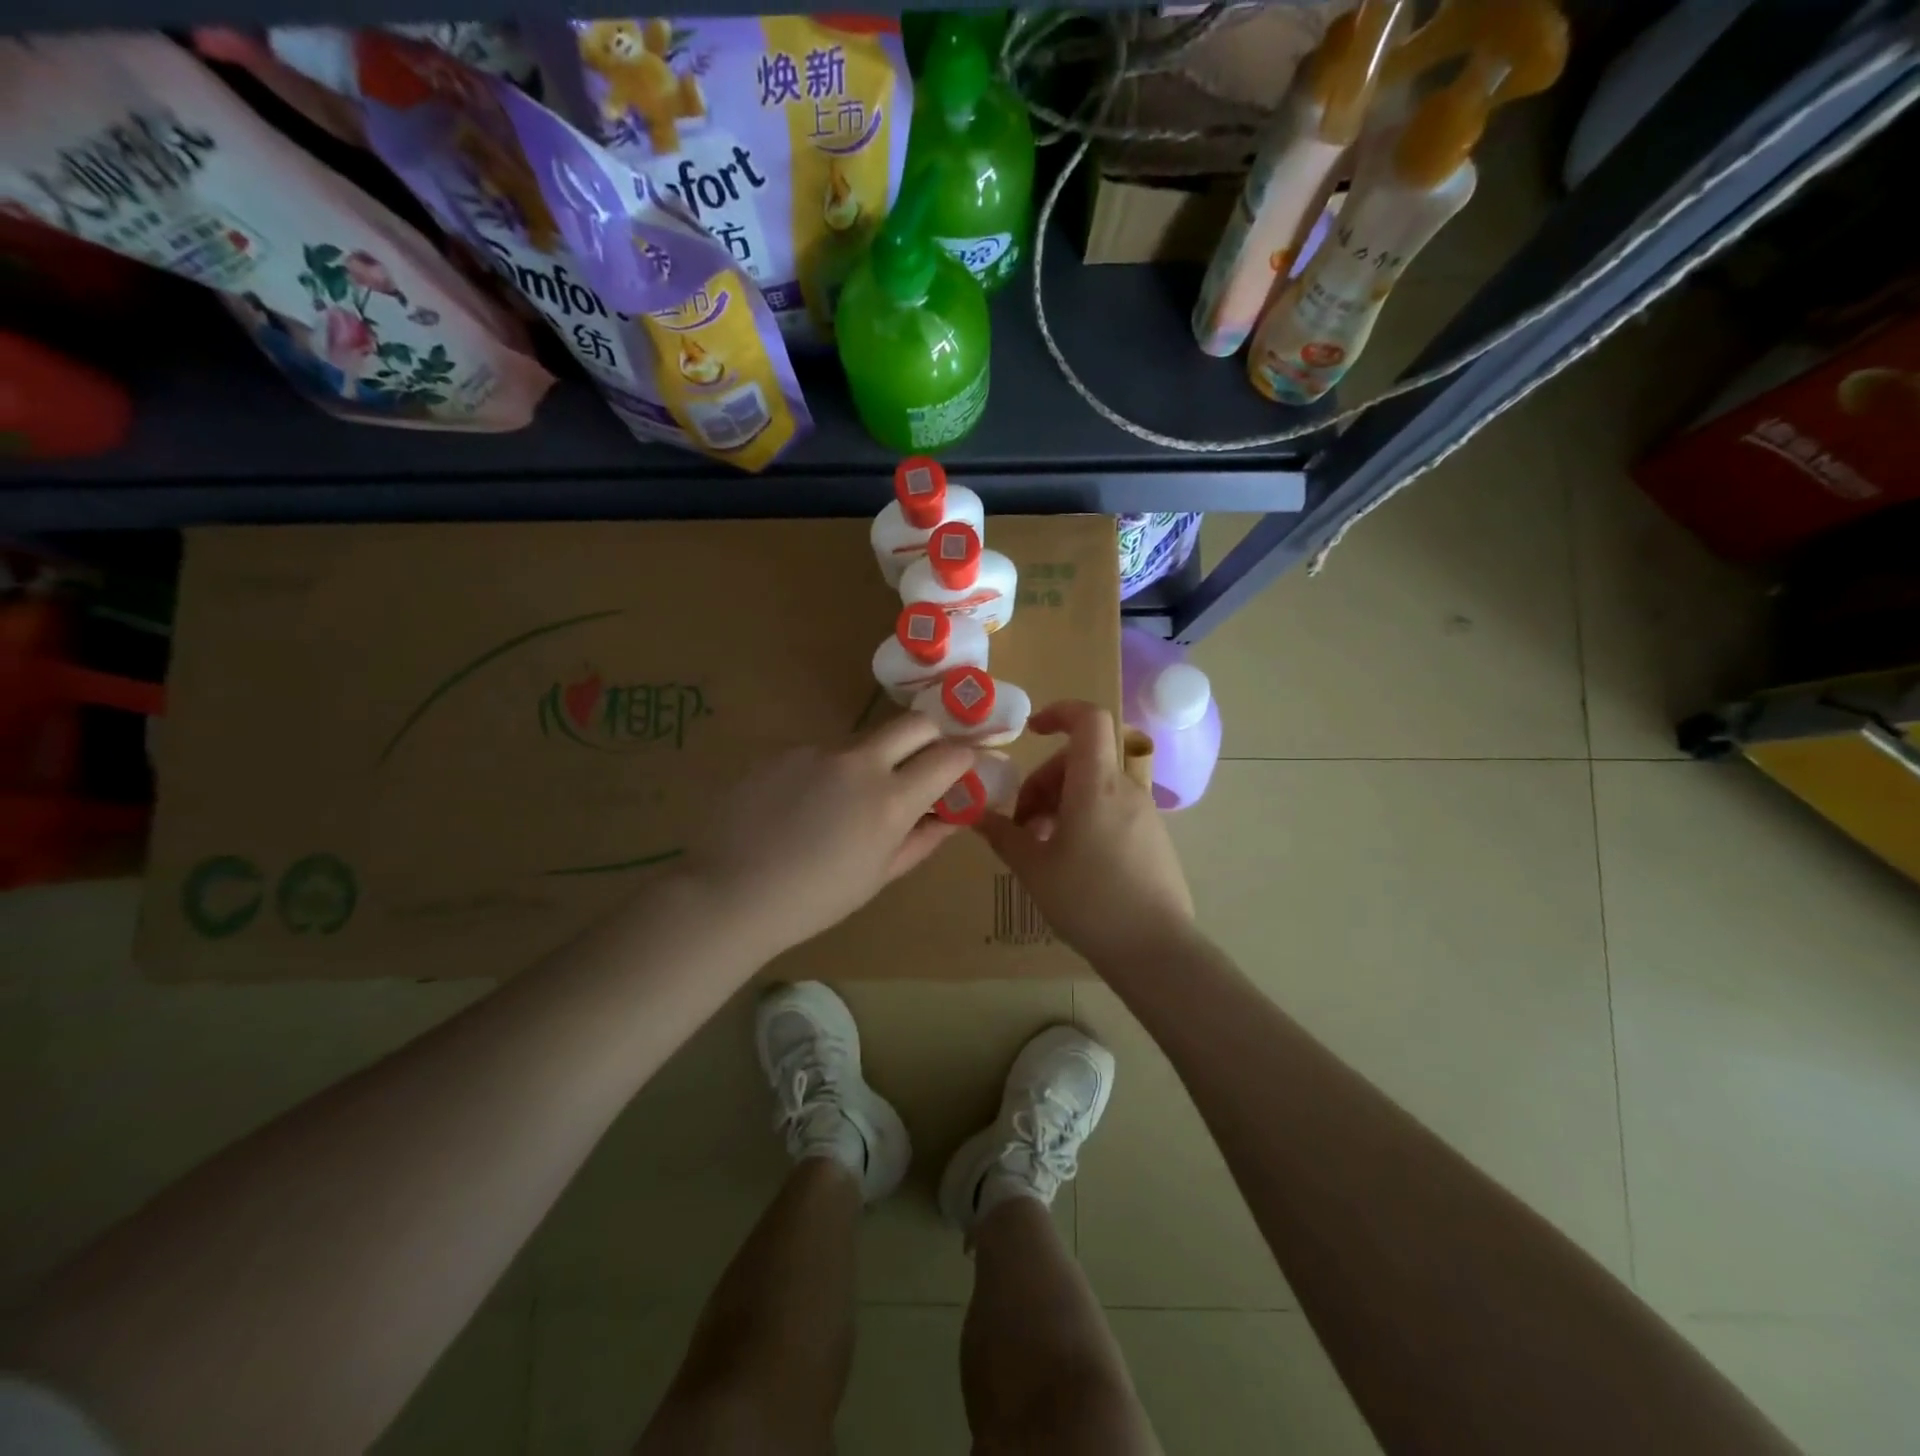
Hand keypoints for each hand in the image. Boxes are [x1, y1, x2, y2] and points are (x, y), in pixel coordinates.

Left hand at [682, 712, 975, 958]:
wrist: (731, 892)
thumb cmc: (815, 899)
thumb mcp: (879, 876)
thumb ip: (922, 839)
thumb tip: (953, 816)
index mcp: (890, 800)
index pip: (949, 756)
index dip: (963, 758)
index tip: (961, 769)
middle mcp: (859, 763)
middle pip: (913, 723)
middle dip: (930, 735)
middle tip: (923, 763)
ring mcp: (817, 751)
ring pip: (862, 742)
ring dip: (871, 762)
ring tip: (842, 806)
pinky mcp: (783, 751)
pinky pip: (820, 755)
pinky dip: (826, 773)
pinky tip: (801, 807)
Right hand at [977, 700, 1194, 969]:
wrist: (1154, 949)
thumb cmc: (1087, 900)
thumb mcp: (1033, 868)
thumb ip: (1002, 835)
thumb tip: (975, 814)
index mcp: (1096, 785)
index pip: (1089, 720)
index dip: (1060, 712)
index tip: (1031, 731)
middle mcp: (1124, 789)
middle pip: (1081, 759)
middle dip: (1045, 780)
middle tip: (1022, 822)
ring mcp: (1143, 813)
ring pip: (1095, 787)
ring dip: (1062, 803)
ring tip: (1040, 846)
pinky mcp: (1152, 837)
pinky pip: (1112, 809)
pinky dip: (1085, 818)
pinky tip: (1070, 859)